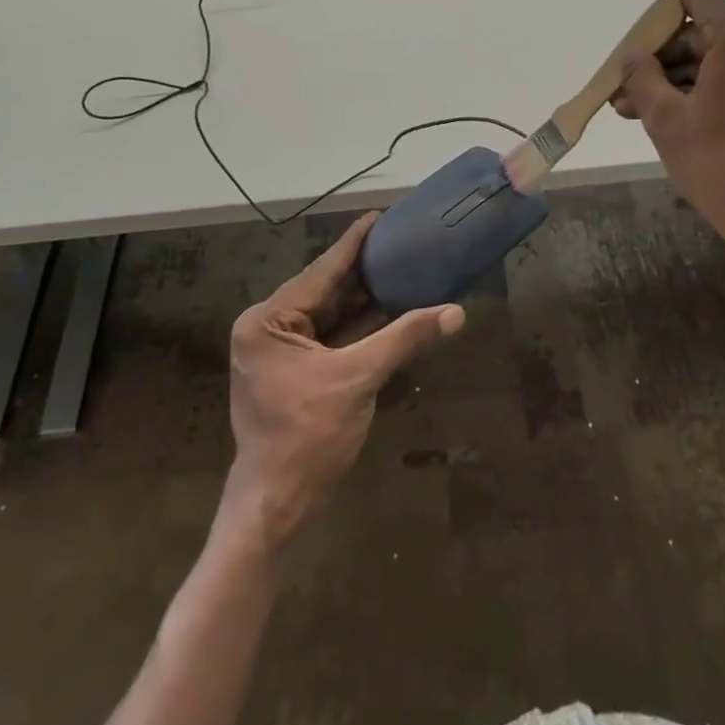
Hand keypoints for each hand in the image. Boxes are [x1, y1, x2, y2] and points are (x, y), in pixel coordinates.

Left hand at [224, 213, 462, 544]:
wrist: (277, 509)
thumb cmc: (308, 438)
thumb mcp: (358, 380)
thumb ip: (405, 339)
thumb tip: (455, 313)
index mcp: (269, 320)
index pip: (321, 271)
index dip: (355, 244)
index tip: (381, 216)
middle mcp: (268, 327)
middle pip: (326, 291)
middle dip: (364, 271)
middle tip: (401, 241)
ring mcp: (280, 351)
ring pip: (330, 315)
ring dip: (365, 299)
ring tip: (402, 267)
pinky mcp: (294, 371)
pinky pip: (331, 338)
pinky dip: (359, 327)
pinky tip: (390, 309)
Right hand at [614, 0, 724, 299]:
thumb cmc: (721, 167)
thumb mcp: (666, 120)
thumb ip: (642, 78)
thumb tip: (631, 56)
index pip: (703, 0)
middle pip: (709, 33)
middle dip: (664, 53)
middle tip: (626, 74)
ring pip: (721, 60)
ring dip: (679, 76)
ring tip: (634, 104)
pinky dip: (705, 88)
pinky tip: (669, 112)